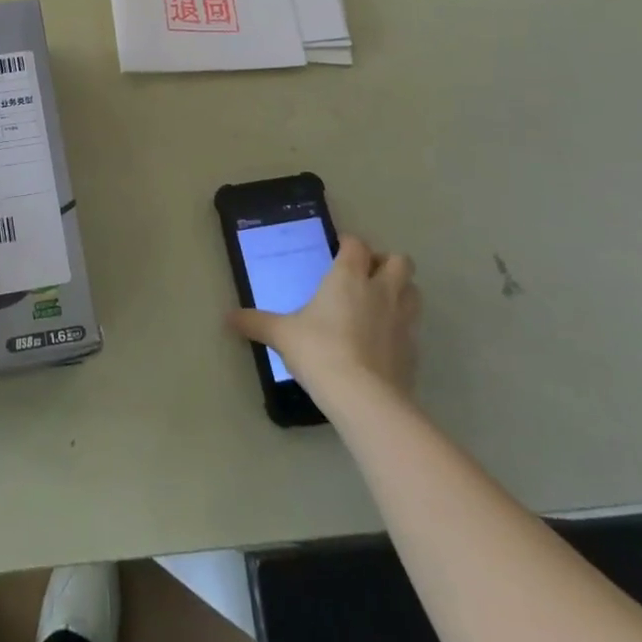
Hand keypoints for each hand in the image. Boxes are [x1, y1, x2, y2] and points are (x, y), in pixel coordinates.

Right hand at [229, 237, 419, 411]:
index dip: (349, 244)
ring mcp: (403, 320)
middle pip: (399, 260)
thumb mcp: (282, 335)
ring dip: (400, 290)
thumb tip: (228, 318)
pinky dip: (401, 327)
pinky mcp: (414, 350)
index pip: (357, 244)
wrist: (363, 398)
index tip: (338, 250)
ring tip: (379, 303)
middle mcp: (381, 290)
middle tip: (365, 275)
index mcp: (348, 276)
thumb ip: (257, 323)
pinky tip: (383, 341)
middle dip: (385, 263)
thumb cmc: (320, 351)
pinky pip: (413, 328)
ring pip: (413, 290)